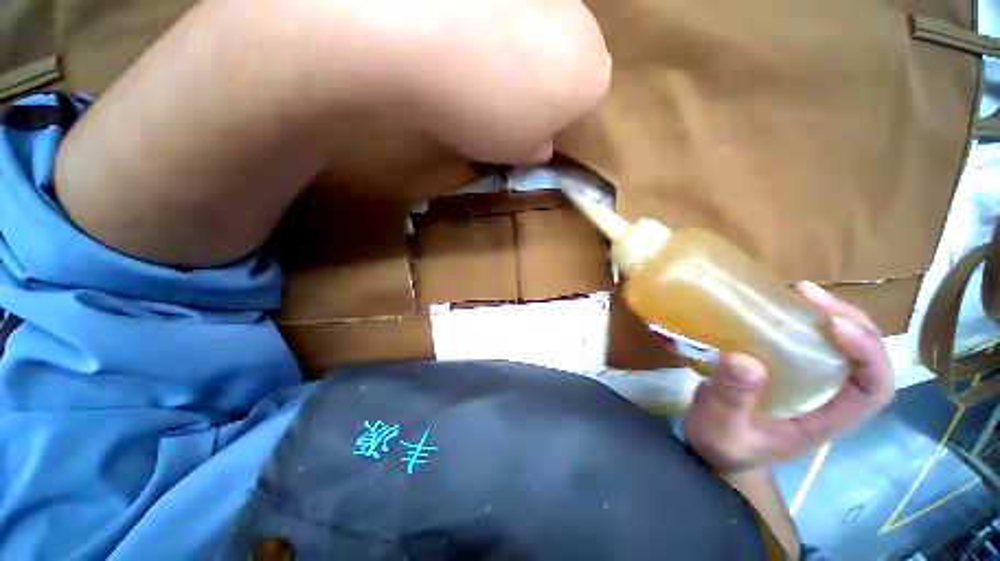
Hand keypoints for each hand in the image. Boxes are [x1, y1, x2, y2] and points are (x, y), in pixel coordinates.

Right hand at [684, 281, 894, 473]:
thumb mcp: (721, 427)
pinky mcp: (789, 370)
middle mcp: (829, 398)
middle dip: (851, 322)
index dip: (868, 353)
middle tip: (809, 295)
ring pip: (844, 346)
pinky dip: (804, 319)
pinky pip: (810, 341)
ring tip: (800, 292)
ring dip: (831, 315)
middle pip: (867, 358)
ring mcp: (811, 383)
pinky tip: (783, 306)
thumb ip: (732, 398)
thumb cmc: (722, 444)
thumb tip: (746, 359)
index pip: (874, 388)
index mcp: (825, 420)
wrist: (713, 447)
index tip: (832, 325)